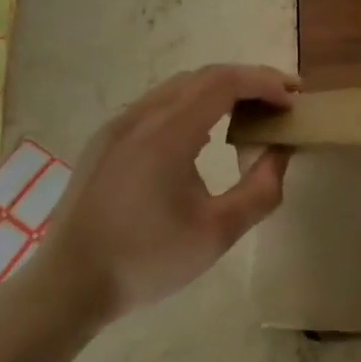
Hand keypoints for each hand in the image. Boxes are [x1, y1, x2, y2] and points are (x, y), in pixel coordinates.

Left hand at [35, 64, 298, 323]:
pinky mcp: (106, 139)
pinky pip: (158, 103)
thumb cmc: (146, 260)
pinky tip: (203, 132)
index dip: (264, 82)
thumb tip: (280, 151)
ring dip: (219, 90)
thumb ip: (260, 190)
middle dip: (248, 81)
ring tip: (249, 112)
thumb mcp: (217, 234)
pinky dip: (192, 103)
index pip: (225, 82)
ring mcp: (119, 124)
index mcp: (168, 132)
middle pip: (204, 76)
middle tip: (280, 101)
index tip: (293, 99)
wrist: (67, 285)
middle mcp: (142, 115)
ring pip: (179, 87)